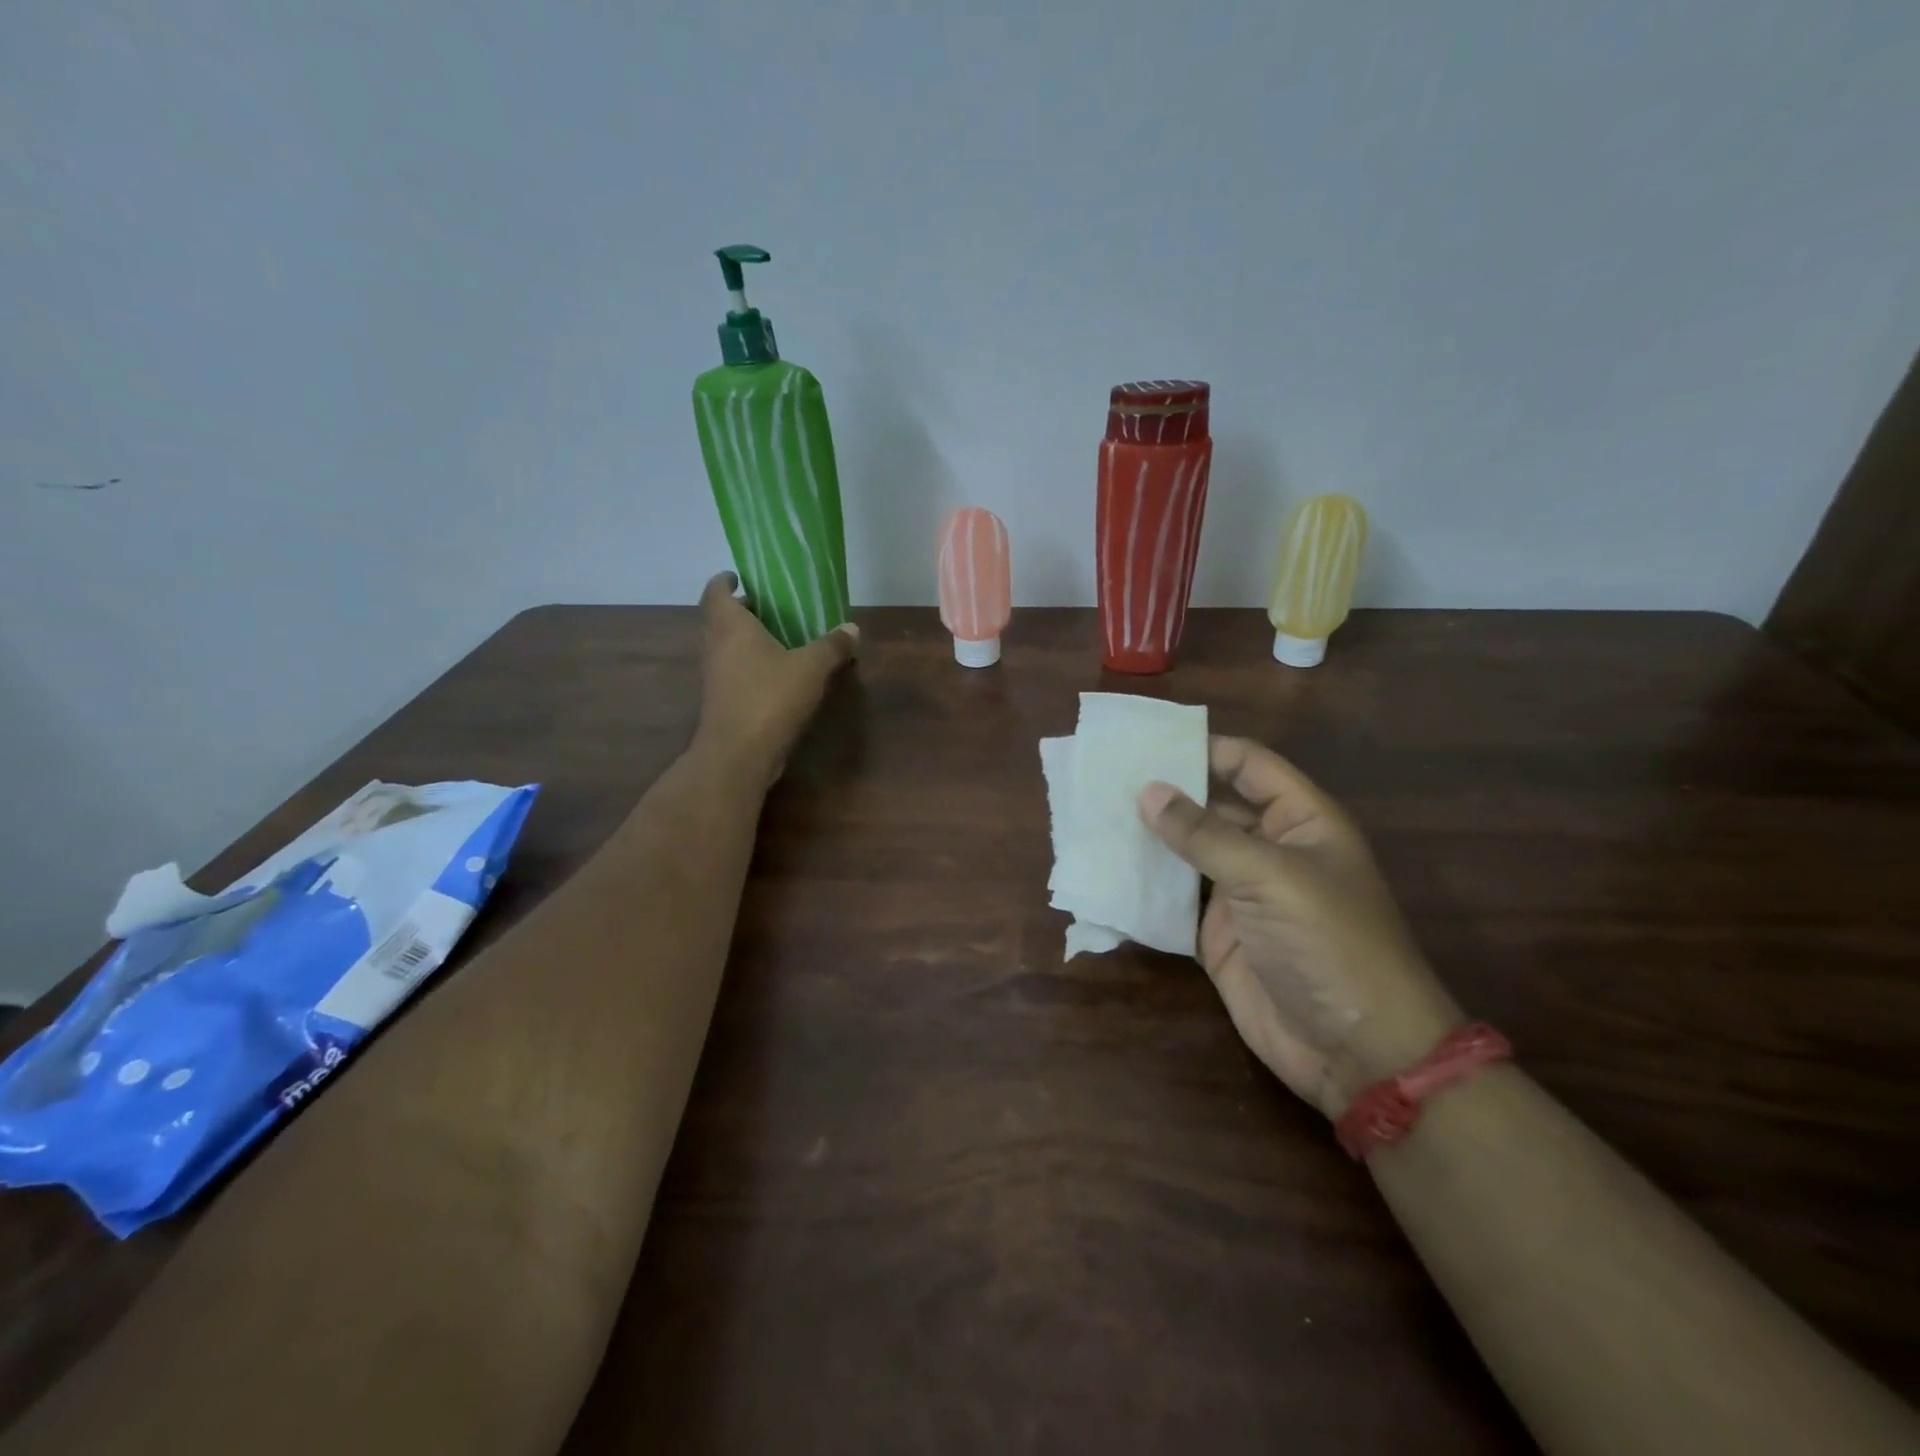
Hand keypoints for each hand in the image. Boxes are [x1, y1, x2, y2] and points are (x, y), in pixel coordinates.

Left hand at [695, 572, 857, 785]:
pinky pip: (733, 670)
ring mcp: (714, 675)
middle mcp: (715, 645)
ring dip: (746, 639)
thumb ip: (832, 646)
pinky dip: (750, 664)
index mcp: (730, 625)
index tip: (742, 576)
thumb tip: (852, 629)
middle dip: (743, 610)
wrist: (739, 753)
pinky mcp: (721, 700)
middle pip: (720, 617)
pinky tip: (778, 673)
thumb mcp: (811, 668)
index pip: (715, 591)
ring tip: (779, 638)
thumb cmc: (770, 697)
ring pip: (726, 645)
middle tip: (772, 607)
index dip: (725, 580)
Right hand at [1138, 737, 1461, 1117]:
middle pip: (1212, 806)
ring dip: (1149, 839)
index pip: (1248, 765)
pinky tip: (1105, 870)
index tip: (1144, 742)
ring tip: (1094, 816)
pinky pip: (1175, 900)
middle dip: (1165, 793)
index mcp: (1300, 821)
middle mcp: (1269, 850)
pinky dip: (1145, 887)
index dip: (1202, 748)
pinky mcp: (1218, 935)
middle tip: (1104, 778)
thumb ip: (1205, 834)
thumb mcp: (1270, 878)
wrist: (1357, 1052)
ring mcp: (1241, 894)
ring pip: (1188, 853)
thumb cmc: (1328, 944)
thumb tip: (1146, 791)